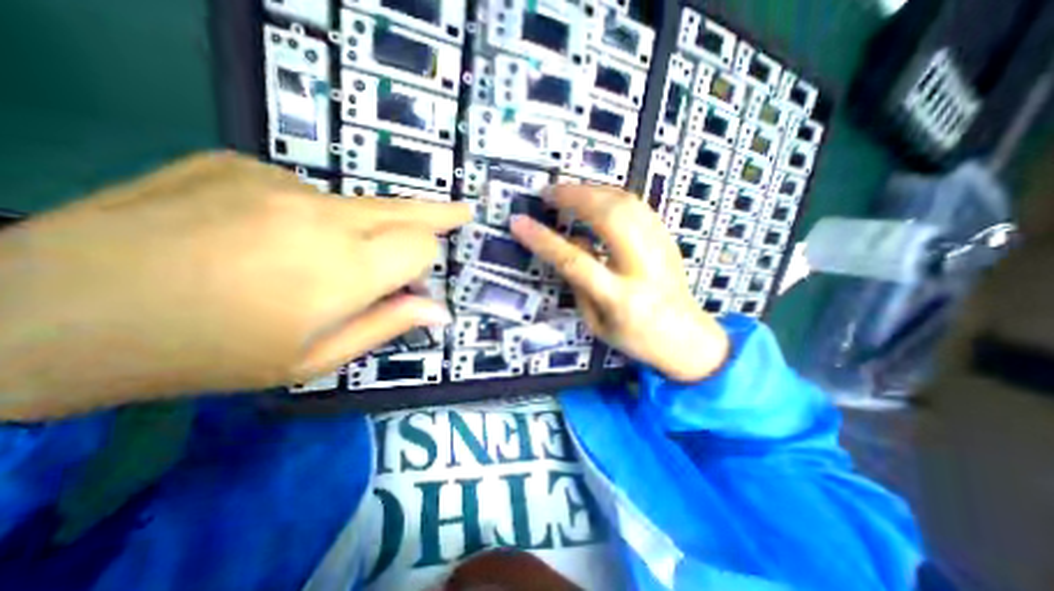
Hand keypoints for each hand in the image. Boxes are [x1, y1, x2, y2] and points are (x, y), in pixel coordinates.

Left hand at [0, 153, 471, 419]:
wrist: (47, 312)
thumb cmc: (210, 353)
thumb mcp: (315, 359)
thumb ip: (389, 325)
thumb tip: (440, 311)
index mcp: (345, 268)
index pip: (423, 244)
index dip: (428, 260)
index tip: (421, 277)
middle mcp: (323, 214)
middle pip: (407, 208)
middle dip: (440, 213)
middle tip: (462, 213)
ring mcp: (279, 182)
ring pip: (356, 205)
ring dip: (358, 230)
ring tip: (308, 259)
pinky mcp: (241, 164)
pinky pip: (303, 195)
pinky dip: (305, 217)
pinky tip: (261, 238)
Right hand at [512, 185, 728, 381]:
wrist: (688, 337)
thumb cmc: (636, 338)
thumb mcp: (597, 325)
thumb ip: (580, 285)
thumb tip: (572, 241)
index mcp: (619, 297)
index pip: (574, 260)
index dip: (543, 239)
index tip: (518, 221)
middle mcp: (641, 267)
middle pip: (608, 217)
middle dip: (573, 197)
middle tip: (548, 192)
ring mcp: (659, 248)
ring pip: (626, 203)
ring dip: (592, 190)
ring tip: (567, 191)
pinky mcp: (667, 238)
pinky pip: (637, 205)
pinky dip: (611, 194)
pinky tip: (596, 196)